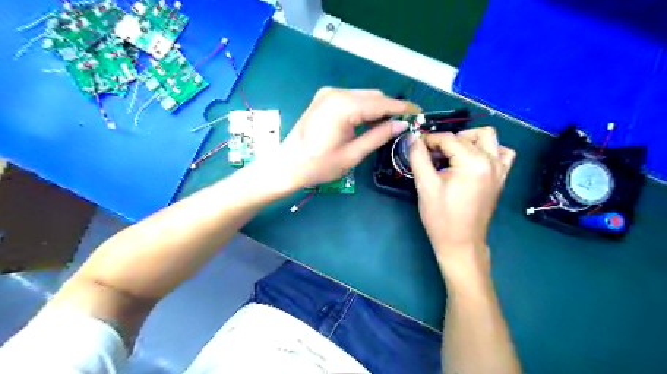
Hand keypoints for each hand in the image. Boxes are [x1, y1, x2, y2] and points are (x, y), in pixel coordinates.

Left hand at [268, 88, 418, 190]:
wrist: (287, 165)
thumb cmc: (318, 165)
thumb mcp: (352, 154)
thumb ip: (378, 136)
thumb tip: (400, 125)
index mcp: (344, 106)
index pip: (381, 103)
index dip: (402, 108)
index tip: (419, 113)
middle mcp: (336, 93)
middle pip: (373, 96)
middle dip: (390, 108)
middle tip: (403, 125)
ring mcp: (328, 94)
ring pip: (363, 96)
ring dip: (377, 108)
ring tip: (389, 125)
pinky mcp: (324, 99)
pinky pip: (351, 99)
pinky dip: (363, 108)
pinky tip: (369, 122)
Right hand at [412, 128, 514, 276]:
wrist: (460, 243)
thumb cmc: (441, 217)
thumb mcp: (425, 186)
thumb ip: (418, 157)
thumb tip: (412, 137)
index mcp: (473, 162)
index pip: (448, 138)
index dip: (429, 140)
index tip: (416, 147)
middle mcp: (491, 161)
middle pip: (466, 136)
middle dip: (445, 141)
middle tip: (431, 155)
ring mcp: (500, 169)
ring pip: (487, 137)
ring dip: (468, 139)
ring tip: (452, 154)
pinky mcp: (501, 177)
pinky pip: (502, 153)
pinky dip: (488, 150)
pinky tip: (473, 160)